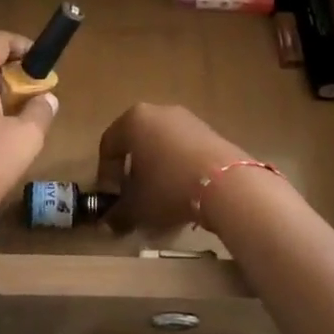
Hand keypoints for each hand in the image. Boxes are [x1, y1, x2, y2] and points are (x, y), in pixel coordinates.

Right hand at [95, 103, 251, 234]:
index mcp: (133, 120)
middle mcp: (158, 111)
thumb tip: (109, 222)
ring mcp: (187, 119)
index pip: (109, 145)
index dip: (106, 174)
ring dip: (157, 169)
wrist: (227, 183)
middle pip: (137, 142)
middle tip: (134, 197)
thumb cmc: (169, 187)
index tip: (111, 198)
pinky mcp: (210, 131)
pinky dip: (179, 167)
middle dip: (133, 171)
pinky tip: (185, 192)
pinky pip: (184, 149)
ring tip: (161, 199)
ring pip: (162, 145)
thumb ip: (118, 213)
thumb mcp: (137, 206)